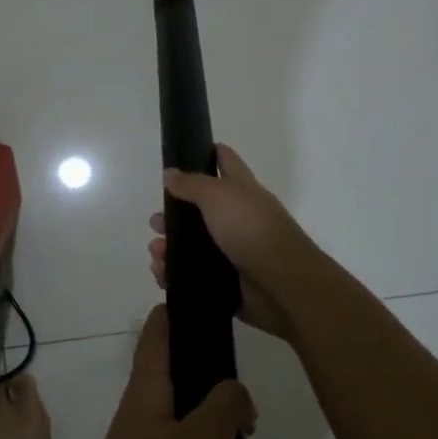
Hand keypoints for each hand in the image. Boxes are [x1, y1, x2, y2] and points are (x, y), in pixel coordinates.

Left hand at [66, 307, 256, 438]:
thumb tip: (234, 388)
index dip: (183, 312)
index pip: (159, 330)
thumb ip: (224, 406)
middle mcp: (145, 412)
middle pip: (189, 386)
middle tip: (255, 429)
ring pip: (198, 435)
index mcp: (148, 389)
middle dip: (228, 405)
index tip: (216, 311)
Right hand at [148, 143, 320, 340]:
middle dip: (173, 214)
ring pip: (192, 244)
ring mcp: (232, 250)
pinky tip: (162, 273)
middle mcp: (237, 217)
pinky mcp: (226, 280)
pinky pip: (193, 274)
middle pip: (199, 208)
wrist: (281, 285)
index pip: (223, 160)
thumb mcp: (217, 195)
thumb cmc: (251, 229)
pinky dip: (174, 273)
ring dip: (169, 247)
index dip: (204, 153)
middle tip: (155, 223)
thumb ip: (191, 183)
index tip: (178, 156)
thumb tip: (169, 173)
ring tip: (157, 254)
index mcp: (240, 189)